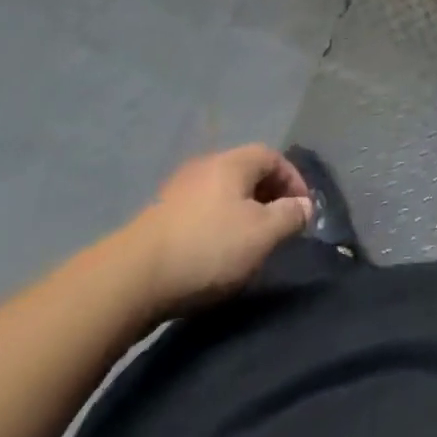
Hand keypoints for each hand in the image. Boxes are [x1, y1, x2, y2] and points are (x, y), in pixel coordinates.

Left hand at [125, 145, 312, 315]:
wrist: (131, 279)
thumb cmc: (208, 248)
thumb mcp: (261, 234)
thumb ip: (289, 216)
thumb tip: (305, 206)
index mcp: (233, 162)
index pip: (273, 157)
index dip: (294, 180)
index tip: (303, 212)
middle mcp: (206, 166)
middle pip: (247, 173)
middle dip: (268, 197)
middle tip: (279, 227)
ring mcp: (178, 190)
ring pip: (222, 194)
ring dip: (241, 213)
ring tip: (249, 244)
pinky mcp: (158, 218)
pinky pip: (201, 212)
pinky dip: (216, 226)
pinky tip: (215, 254)